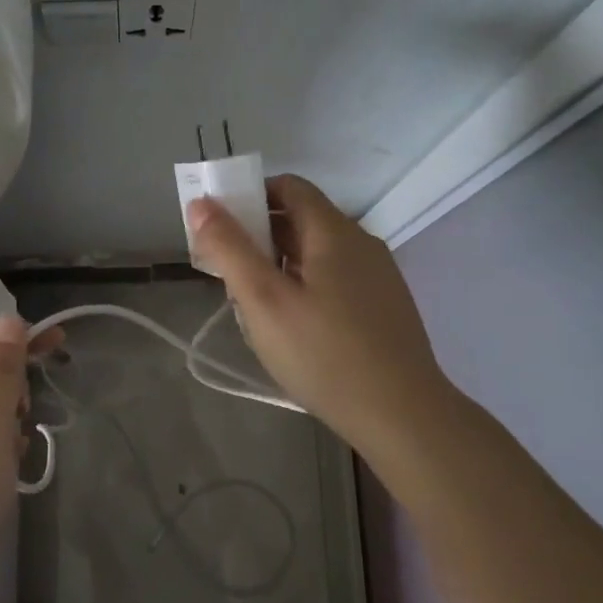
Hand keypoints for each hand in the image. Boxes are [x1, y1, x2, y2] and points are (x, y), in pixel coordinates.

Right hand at [188, 174, 455, 463]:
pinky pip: (337, 278)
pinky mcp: (385, 305)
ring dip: (281, 263)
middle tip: (228, 270)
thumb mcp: (263, 300)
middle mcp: (361, 243)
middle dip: (259, 234)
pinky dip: (306, 283)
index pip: (289, 186)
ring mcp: (378, 275)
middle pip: (303, 219)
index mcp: (334, 231)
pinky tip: (294, 324)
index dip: (250, 195)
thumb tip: (201, 203)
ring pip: (319, 252)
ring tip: (254, 301)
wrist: (402, 415)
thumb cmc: (324, 354)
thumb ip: (230, 249)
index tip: (220, 226)